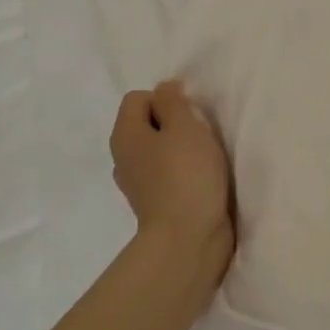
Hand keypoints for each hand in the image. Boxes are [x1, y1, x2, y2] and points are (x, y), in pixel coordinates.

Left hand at [110, 80, 234, 283]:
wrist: (188, 239)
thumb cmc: (186, 176)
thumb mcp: (185, 127)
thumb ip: (174, 102)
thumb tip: (165, 89)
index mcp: (125, 135)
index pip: (138, 98)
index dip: (166, 100)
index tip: (190, 117)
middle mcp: (124, 158)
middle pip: (148, 124)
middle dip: (175, 125)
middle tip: (200, 137)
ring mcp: (137, 184)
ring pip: (159, 151)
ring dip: (181, 150)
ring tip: (204, 160)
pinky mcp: (155, 204)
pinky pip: (167, 175)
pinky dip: (183, 174)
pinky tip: (202, 182)